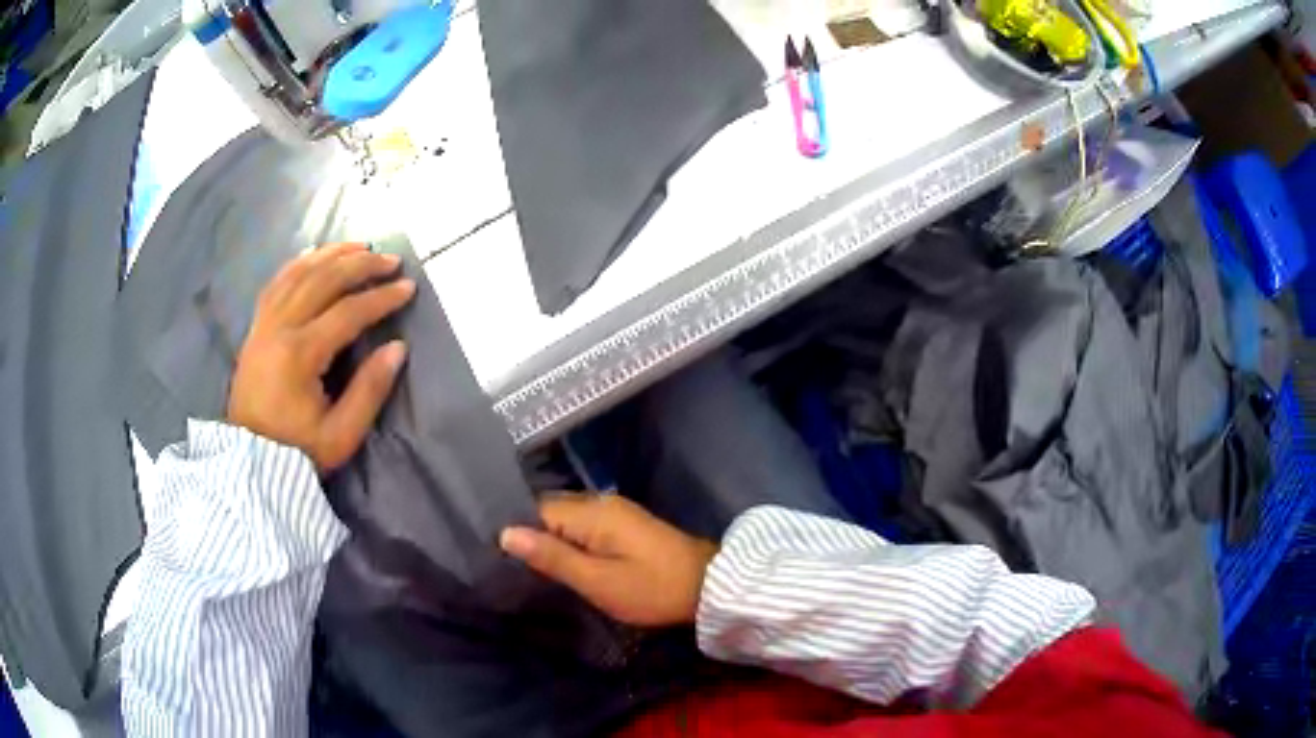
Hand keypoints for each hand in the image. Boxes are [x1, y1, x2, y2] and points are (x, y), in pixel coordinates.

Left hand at [227, 242, 416, 471]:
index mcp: (300, 355)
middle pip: (323, 281)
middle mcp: (279, 328)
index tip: (408, 288)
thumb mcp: (341, 435)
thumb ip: (369, 390)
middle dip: (361, 265)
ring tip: (360, 247)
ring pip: (299, 273)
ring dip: (332, 255)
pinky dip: (300, 263)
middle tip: (390, 260)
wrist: (250, 462)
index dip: (381, 298)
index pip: (347, 312)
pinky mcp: (256, 328)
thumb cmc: (298, 452)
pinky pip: (277, 282)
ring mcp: (263, 324)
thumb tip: (397, 348)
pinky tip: (317, 256)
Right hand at [500, 495, 717, 626]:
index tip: (497, 556)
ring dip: (551, 539)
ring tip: (530, 567)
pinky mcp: (626, 525)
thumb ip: (552, 557)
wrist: (710, 588)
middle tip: (509, 565)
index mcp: (591, 512)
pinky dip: (571, 542)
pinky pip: (585, 526)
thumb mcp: (597, 581)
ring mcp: (616, 512)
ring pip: (568, 519)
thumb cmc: (651, 589)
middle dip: (531, 534)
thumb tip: (505, 533)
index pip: (536, 510)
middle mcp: (601, 502)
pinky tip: (564, 562)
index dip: (517, 532)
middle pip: (551, 511)